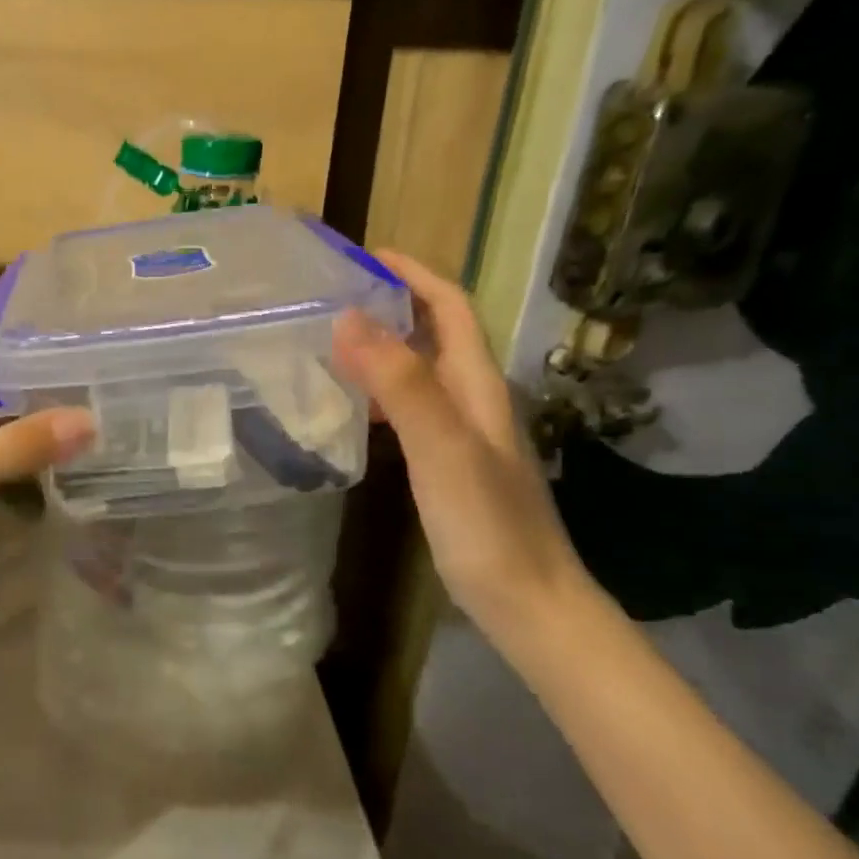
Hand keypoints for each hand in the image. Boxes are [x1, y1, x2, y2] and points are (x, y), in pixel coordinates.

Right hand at [330, 250, 588, 639]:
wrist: (528, 604)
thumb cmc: (487, 525)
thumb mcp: (441, 447)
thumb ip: (400, 383)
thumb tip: (350, 318)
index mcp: (478, 385)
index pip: (450, 307)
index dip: (413, 274)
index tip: (364, 255)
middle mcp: (475, 399)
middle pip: (436, 333)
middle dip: (393, 303)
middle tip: (334, 297)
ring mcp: (464, 434)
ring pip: (422, 371)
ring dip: (384, 346)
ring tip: (331, 343)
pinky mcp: (450, 465)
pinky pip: (412, 409)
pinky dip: (381, 393)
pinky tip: (353, 409)